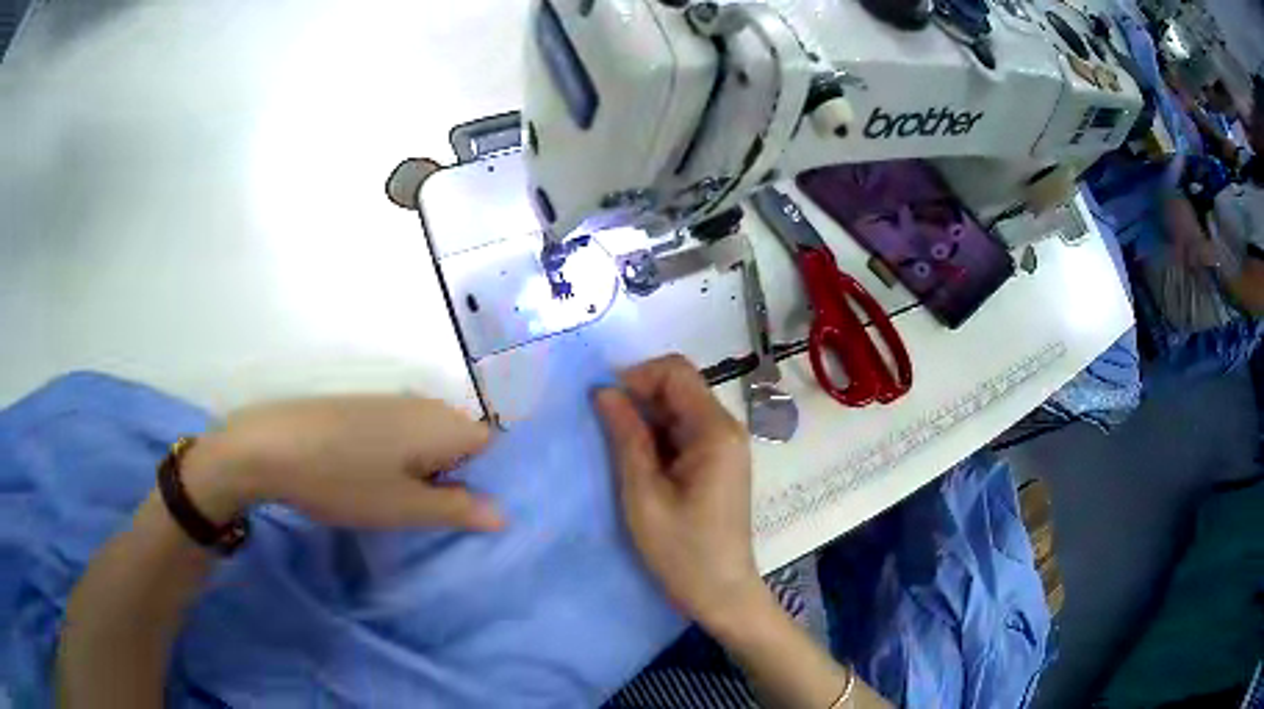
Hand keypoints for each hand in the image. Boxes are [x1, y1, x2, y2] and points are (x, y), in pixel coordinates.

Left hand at [181, 396, 499, 531]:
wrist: (269, 446)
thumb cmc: (343, 481)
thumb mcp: (404, 507)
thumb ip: (457, 509)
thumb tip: (504, 513)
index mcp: (441, 423)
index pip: (492, 445)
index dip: (490, 479)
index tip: (475, 512)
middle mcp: (422, 404)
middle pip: (461, 441)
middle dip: (459, 478)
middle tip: (441, 516)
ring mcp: (390, 402)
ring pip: (429, 439)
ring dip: (428, 471)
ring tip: (408, 505)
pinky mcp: (362, 407)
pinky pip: (400, 433)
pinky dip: (401, 459)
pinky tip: (376, 482)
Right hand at [596, 355, 763, 630]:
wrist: (721, 593)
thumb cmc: (682, 551)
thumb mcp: (644, 494)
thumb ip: (626, 437)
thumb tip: (604, 390)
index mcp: (715, 431)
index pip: (675, 371)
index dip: (636, 376)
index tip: (602, 404)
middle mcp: (726, 429)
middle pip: (679, 387)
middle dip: (638, 398)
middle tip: (602, 430)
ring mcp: (725, 446)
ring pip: (678, 409)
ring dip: (645, 419)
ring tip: (615, 450)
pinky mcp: (718, 463)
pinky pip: (683, 432)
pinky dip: (657, 437)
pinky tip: (636, 463)